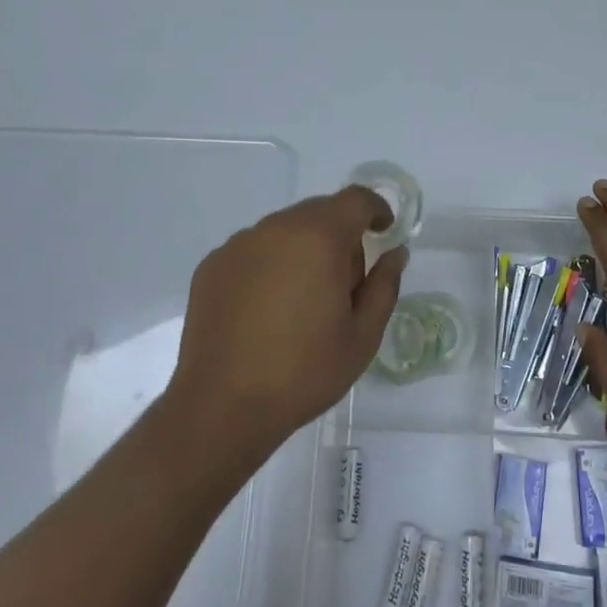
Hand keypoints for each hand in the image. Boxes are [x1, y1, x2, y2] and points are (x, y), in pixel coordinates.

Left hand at [165, 187, 407, 460]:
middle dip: (339, 235)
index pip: (355, 199)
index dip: (375, 210)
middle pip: (318, 212)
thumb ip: (384, 285)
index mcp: (318, 238)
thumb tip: (394, 253)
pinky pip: (254, 250)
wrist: (222, 406)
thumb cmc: (304, 372)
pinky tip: (266, 309)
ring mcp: (238, 244)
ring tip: (301, 301)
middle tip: (344, 283)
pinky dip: (269, 265)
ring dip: (302, 250)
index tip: (382, 234)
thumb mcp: (362, 336)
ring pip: (284, 230)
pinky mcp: (212, 265)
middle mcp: (275, 228)